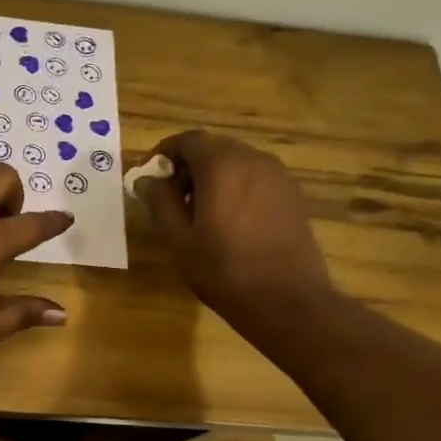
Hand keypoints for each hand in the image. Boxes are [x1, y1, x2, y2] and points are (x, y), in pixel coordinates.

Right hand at [136, 131, 334, 340]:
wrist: (287, 301)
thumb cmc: (223, 269)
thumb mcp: (178, 239)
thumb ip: (160, 202)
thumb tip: (146, 181)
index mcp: (222, 165)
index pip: (188, 140)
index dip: (163, 153)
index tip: (148, 176)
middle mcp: (254, 160)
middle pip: (214, 148)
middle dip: (187, 167)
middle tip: (169, 198)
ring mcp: (279, 177)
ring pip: (236, 164)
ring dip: (212, 178)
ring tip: (197, 213)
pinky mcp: (293, 197)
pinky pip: (256, 180)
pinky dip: (235, 189)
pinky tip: (228, 223)